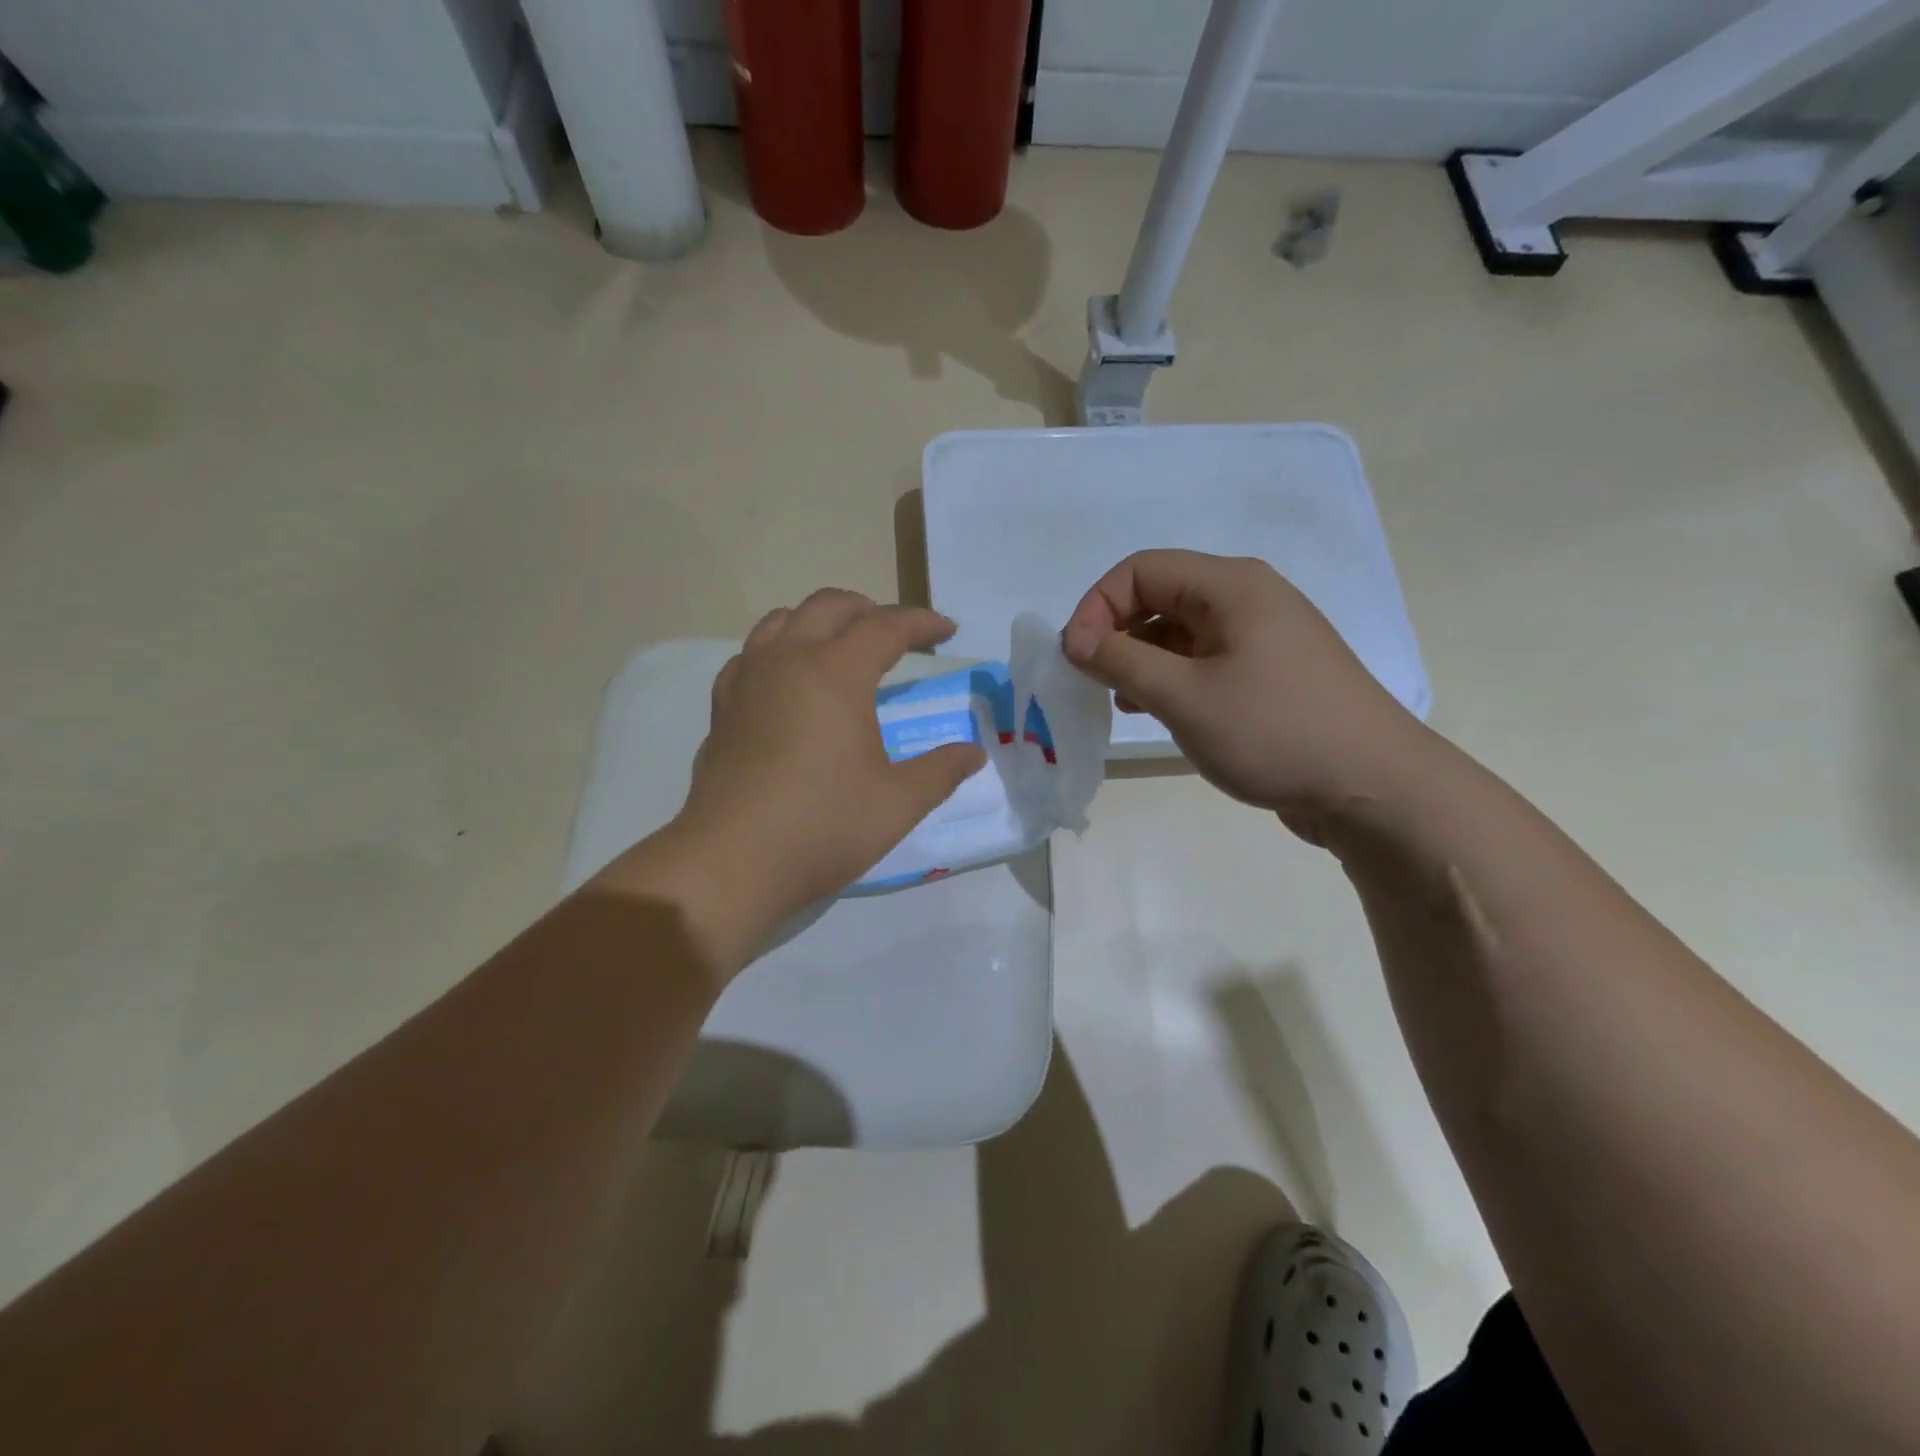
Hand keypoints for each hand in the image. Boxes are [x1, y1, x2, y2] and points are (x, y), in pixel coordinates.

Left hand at [662, 590, 984, 948]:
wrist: (731, 862)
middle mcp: (788, 661)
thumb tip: (973, 754)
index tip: (947, 629)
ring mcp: (747, 681)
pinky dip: (778, 649)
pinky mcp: (722, 708)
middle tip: (897, 634)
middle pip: (830, 606)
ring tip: (841, 645)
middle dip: (870, 610)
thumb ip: (941, 771)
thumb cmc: (823, 827)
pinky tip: (786, 679)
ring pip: (782, 620)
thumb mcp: (898, 803)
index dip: (922, 623)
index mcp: (836, 673)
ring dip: (819, 620)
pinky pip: (750, 654)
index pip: (886, 626)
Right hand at [1061, 551, 1430, 839]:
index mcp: (1231, 586)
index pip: (1140, 569)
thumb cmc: (1274, 732)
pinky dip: (1171, 676)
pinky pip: (1204, 658)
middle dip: (1116, 632)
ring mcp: (1263, 635)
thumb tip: (1074, 638)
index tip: (1075, 657)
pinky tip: (1156, 710)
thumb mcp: (1184, 696)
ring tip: (1120, 700)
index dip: (1097, 605)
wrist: (1372, 788)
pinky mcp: (1270, 672)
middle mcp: (1248, 598)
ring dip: (1141, 657)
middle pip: (1160, 595)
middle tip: (1092, 679)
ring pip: (1181, 630)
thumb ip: (1121, 661)